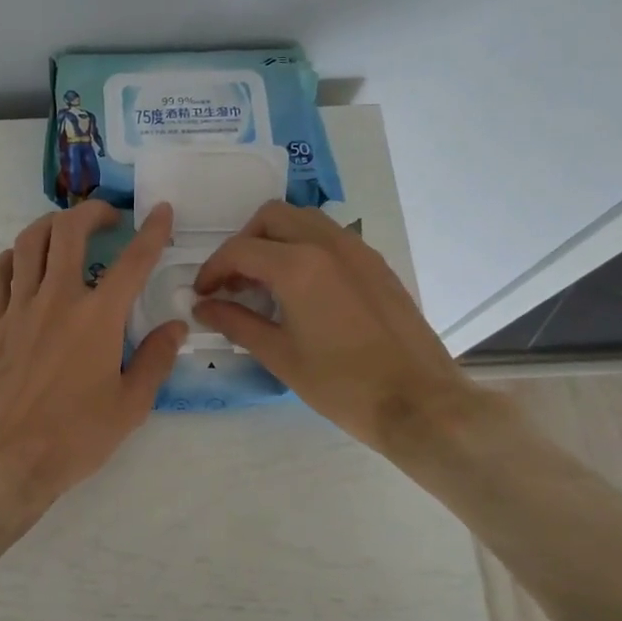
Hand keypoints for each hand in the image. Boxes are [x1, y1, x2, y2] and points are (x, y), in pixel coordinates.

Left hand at [0, 199, 186, 549]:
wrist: (4, 462)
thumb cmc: (74, 438)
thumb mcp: (130, 406)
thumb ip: (156, 360)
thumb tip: (177, 326)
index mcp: (97, 319)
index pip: (132, 261)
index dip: (152, 231)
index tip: (161, 211)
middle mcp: (57, 300)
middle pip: (69, 232)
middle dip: (91, 212)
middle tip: (107, 218)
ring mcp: (17, 309)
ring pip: (28, 243)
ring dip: (50, 225)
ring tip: (66, 230)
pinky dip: (11, 257)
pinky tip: (22, 263)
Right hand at [192, 201, 486, 459]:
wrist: (419, 403)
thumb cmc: (341, 385)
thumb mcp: (280, 356)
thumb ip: (236, 323)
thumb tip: (203, 308)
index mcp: (298, 266)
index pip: (240, 250)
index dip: (213, 269)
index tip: (203, 293)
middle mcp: (328, 244)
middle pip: (271, 217)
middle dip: (244, 243)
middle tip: (234, 281)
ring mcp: (358, 250)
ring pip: (304, 220)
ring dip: (276, 239)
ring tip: (266, 281)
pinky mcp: (376, 264)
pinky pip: (331, 237)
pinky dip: (305, 247)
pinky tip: (303, 289)